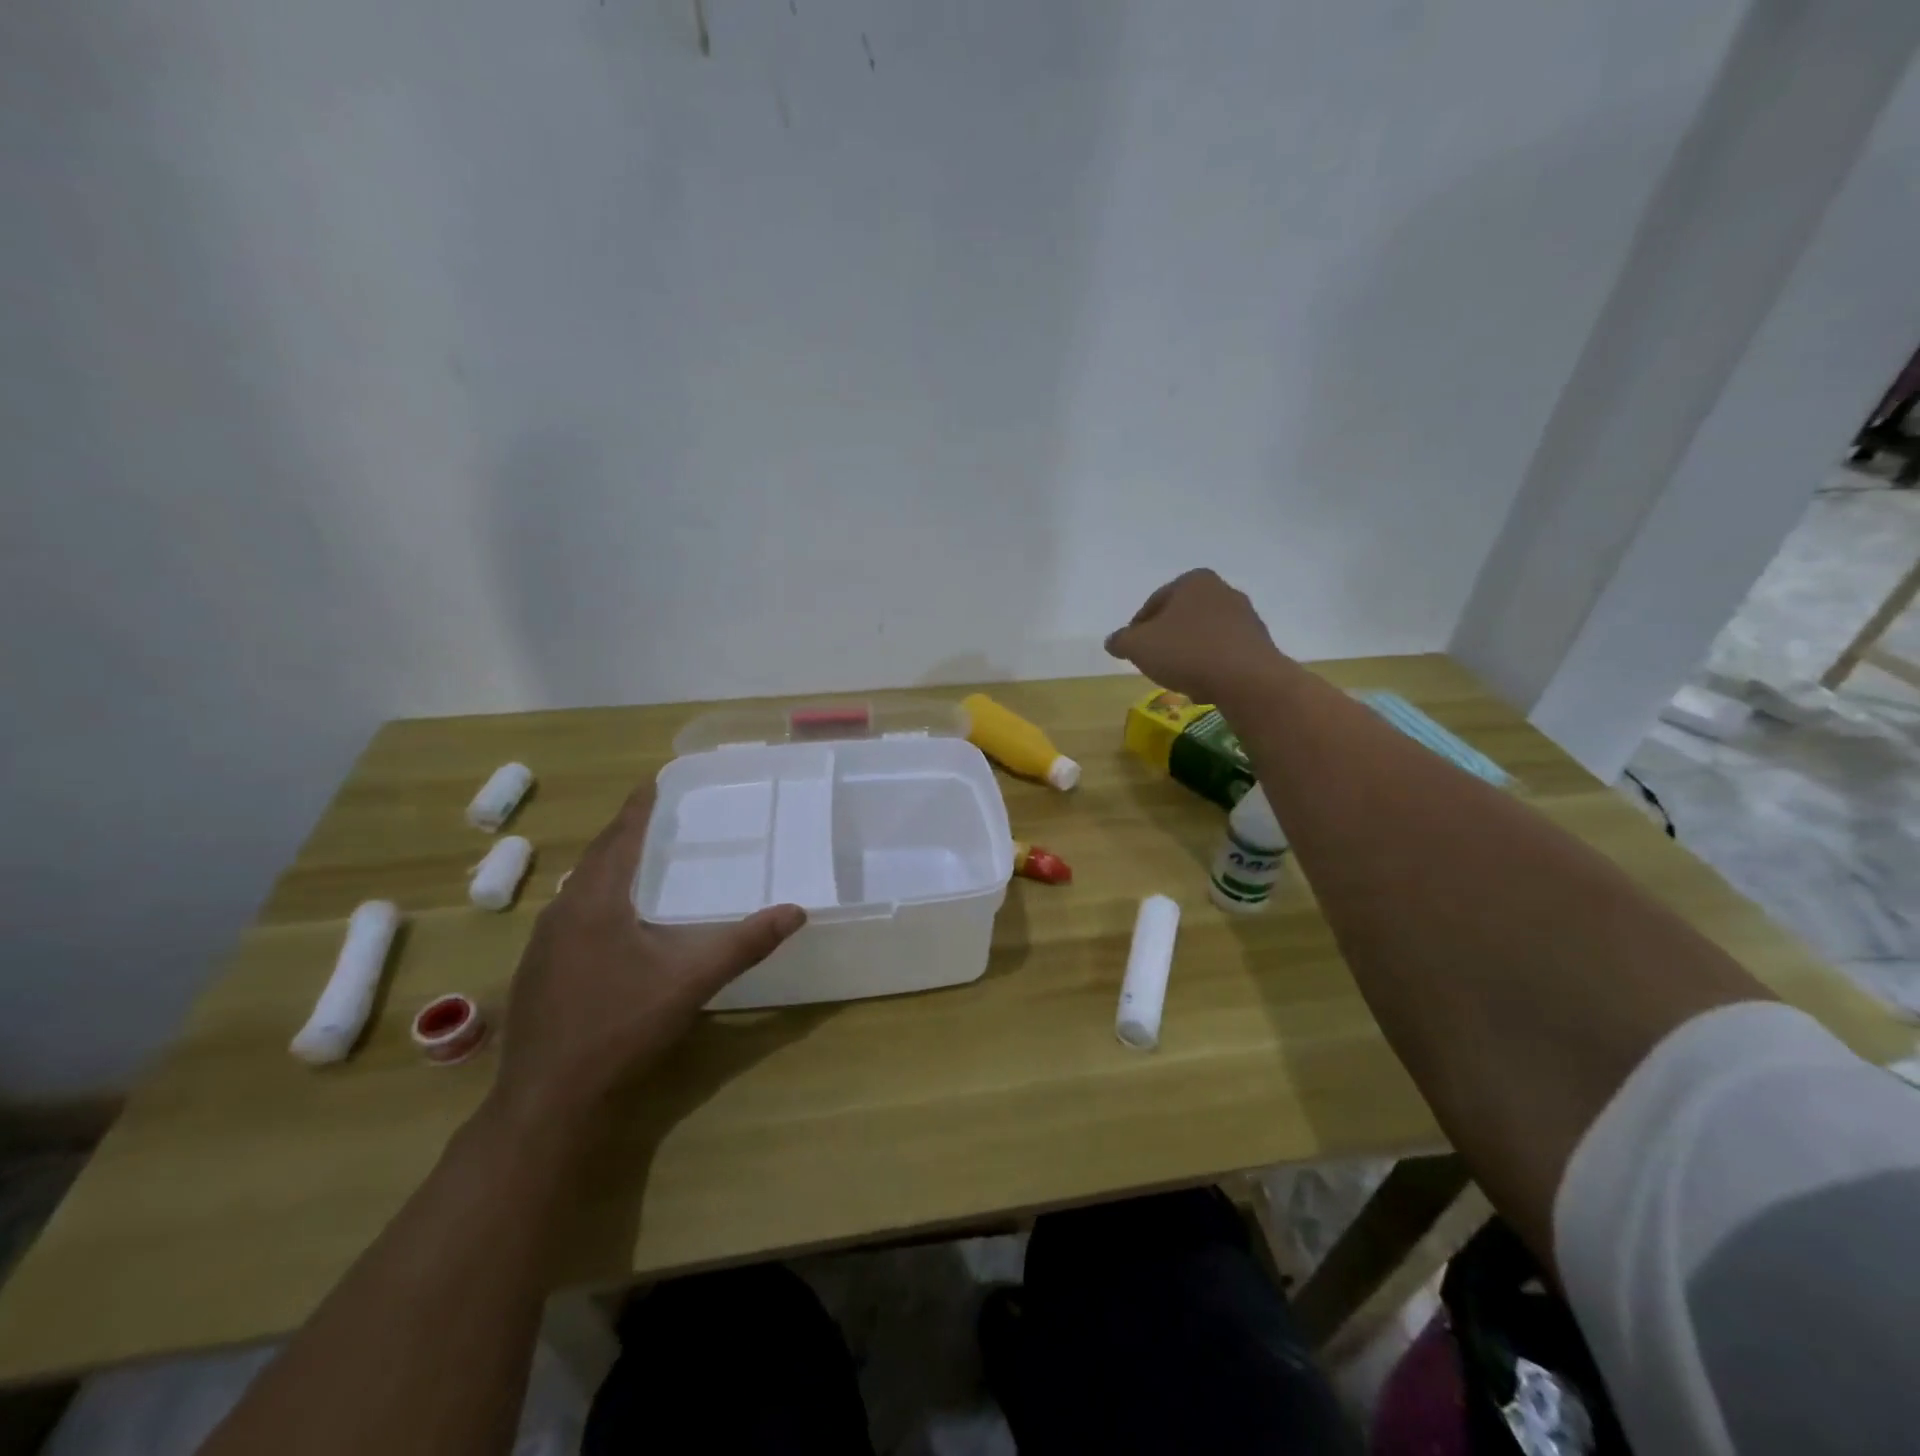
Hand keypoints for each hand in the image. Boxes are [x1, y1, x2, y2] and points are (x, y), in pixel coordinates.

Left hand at [489, 787, 804, 1130]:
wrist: (548, 1100)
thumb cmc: (620, 1027)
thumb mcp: (690, 981)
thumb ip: (744, 943)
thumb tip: (797, 911)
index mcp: (595, 901)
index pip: (620, 836)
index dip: (639, 806)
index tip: (656, 778)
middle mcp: (562, 912)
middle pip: (597, 858)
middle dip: (626, 832)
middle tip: (659, 815)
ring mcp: (543, 944)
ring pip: (581, 888)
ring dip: (610, 867)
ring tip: (643, 859)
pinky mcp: (538, 971)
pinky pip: (573, 915)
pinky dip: (598, 899)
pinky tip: (617, 921)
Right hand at [1104, 569, 1286, 703]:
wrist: (1247, 680)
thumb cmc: (1187, 652)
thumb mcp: (1138, 646)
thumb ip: (1121, 641)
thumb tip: (1113, 641)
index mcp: (1194, 581)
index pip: (1155, 602)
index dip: (1138, 627)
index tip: (1133, 649)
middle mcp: (1223, 591)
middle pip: (1182, 617)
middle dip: (1166, 638)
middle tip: (1153, 661)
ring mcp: (1246, 617)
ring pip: (1204, 635)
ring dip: (1189, 652)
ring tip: (1178, 677)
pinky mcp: (1260, 644)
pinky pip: (1224, 653)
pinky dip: (1211, 665)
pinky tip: (1203, 685)